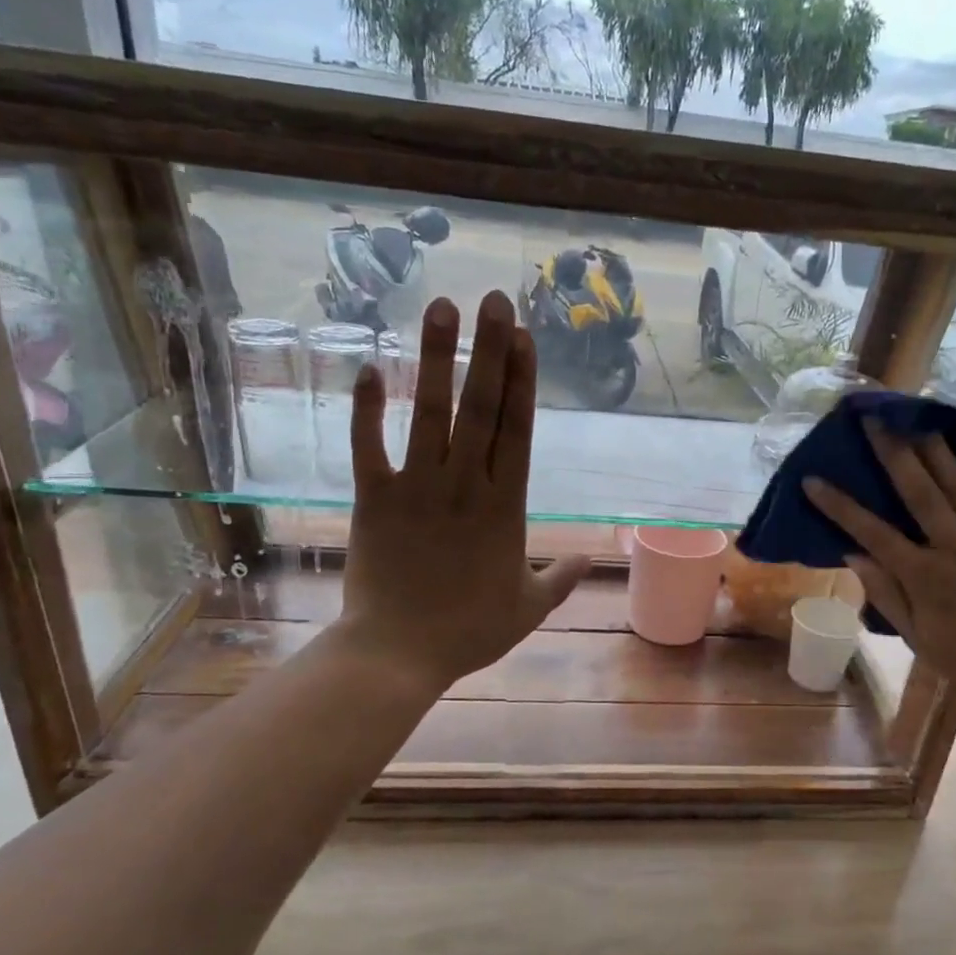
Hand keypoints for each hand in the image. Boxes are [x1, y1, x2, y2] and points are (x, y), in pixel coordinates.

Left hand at [334, 291, 589, 693]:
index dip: (523, 380)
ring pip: (428, 414)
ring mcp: (417, 489)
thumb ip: (560, 578)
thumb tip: (590, 558)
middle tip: (493, 299)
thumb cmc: (469, 632)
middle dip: (488, 351)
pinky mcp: (374, 500)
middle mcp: (464, 486)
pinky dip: (365, 410)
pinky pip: (368, 448)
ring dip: (435, 359)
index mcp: (504, 508)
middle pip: (481, 408)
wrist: (398, 655)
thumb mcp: (529, 607)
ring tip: (440, 309)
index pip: (518, 431)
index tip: (524, 336)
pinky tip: (366, 367)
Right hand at [801, 423, 955, 715]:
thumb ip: (887, 595)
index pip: (873, 533)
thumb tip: (853, 554)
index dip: (840, 506)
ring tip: (916, 415)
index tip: (813, 480)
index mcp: (926, 579)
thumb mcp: (919, 639)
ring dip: (936, 448)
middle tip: (873, 418)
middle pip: (920, 492)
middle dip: (892, 452)